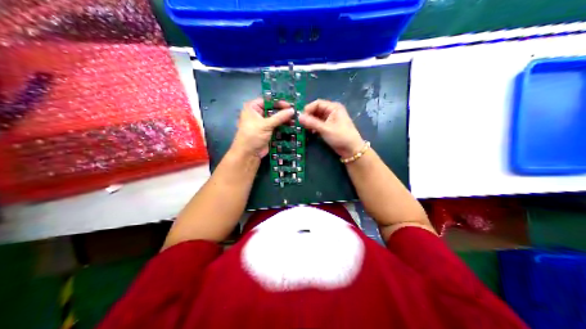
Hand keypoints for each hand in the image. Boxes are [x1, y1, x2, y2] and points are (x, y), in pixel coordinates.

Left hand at [229, 97, 293, 157]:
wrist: (248, 154)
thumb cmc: (253, 136)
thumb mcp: (266, 125)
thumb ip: (280, 117)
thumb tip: (293, 110)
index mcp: (252, 107)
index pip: (268, 100)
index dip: (279, 102)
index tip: (290, 105)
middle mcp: (257, 113)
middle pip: (273, 109)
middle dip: (283, 111)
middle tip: (296, 112)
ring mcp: (263, 123)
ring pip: (276, 118)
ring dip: (285, 119)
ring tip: (296, 119)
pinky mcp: (268, 131)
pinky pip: (277, 126)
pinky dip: (284, 126)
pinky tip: (293, 126)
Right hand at [300, 99, 364, 157]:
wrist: (352, 150)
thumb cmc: (341, 137)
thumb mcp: (325, 129)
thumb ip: (311, 122)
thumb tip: (298, 117)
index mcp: (333, 107)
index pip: (317, 103)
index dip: (308, 109)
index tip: (300, 117)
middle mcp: (332, 111)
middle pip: (316, 110)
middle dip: (308, 116)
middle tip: (301, 124)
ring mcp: (331, 119)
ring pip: (316, 117)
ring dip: (310, 122)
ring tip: (304, 129)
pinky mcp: (329, 127)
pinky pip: (319, 124)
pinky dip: (314, 127)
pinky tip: (310, 132)